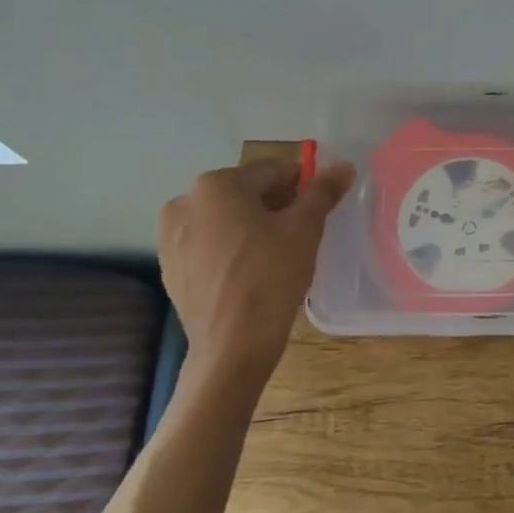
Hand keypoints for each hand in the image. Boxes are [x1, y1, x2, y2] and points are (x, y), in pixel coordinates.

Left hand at [159, 158, 353, 372]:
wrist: (231, 346)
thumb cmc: (270, 277)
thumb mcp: (304, 230)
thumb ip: (322, 193)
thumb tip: (343, 166)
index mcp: (217, 185)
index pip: (271, 171)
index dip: (300, 184)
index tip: (318, 205)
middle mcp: (185, 201)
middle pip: (243, 192)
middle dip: (274, 205)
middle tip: (300, 231)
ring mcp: (171, 235)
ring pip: (223, 218)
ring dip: (250, 225)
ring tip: (275, 253)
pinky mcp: (169, 265)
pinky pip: (207, 243)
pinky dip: (228, 247)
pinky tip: (248, 271)